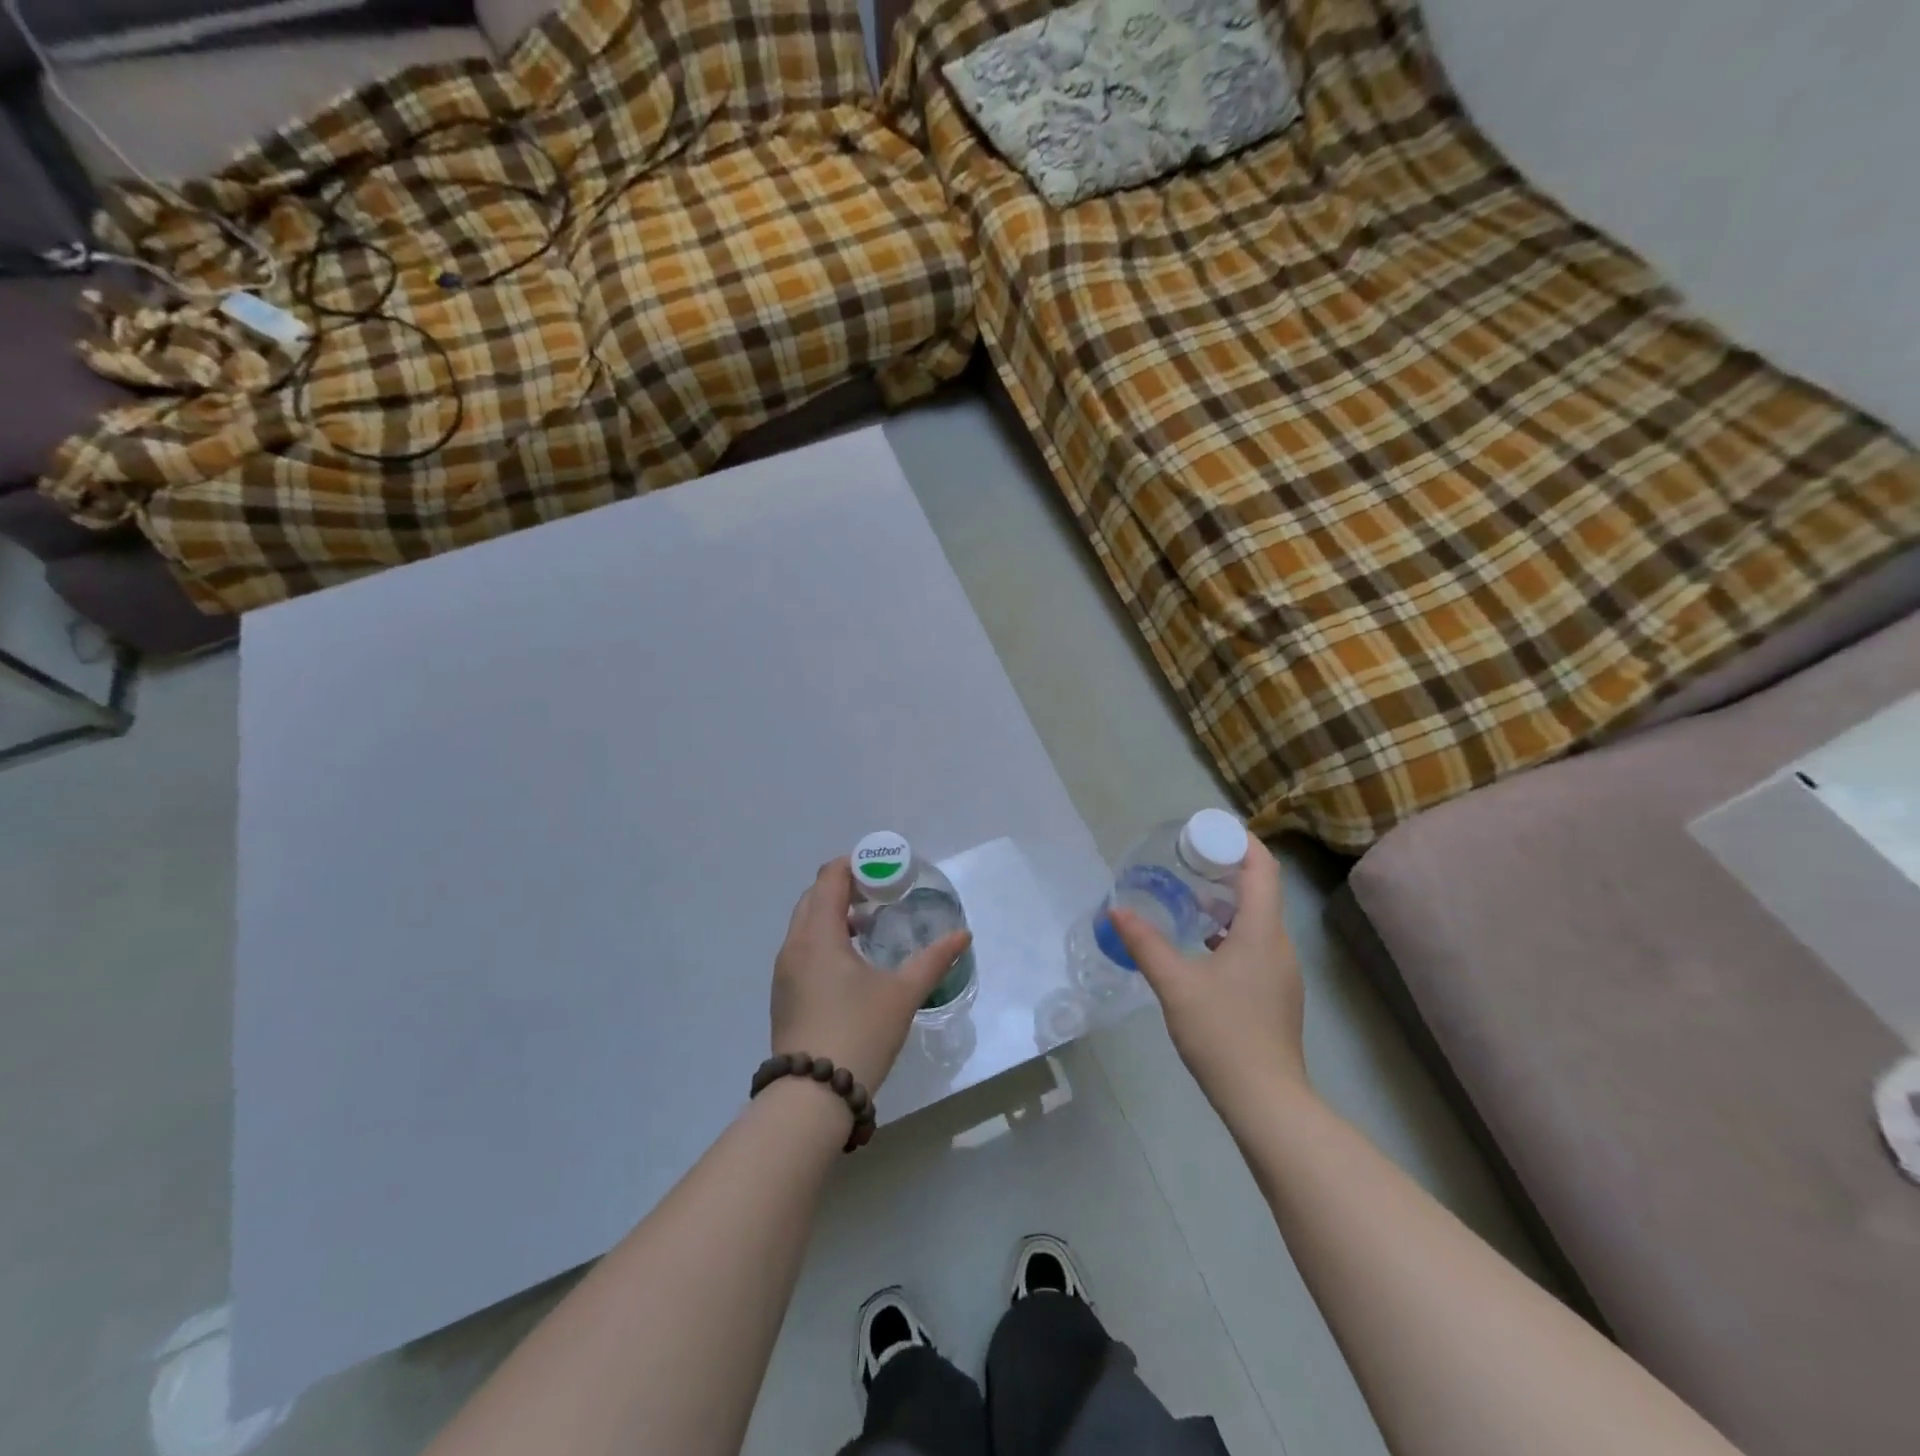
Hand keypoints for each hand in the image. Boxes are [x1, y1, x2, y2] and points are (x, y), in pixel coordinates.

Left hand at [770, 859, 971, 1093]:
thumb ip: (933, 959)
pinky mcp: (784, 995)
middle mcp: (794, 946)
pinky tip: (851, 963)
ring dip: (833, 915)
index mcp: (818, 935)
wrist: (812, 1097)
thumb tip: (963, 936)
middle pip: (814, 897)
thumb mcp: (903, 994)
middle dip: (844, 888)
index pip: (829, 878)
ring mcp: (784, 972)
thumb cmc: (859, 1032)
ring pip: (805, 925)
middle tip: (880, 895)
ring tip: (869, 926)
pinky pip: (802, 949)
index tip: (883, 870)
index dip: (854, 865)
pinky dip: (824, 939)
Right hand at [1109, 836, 1307, 1112]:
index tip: (1207, 832)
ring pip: (1257, 919)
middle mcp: (1279, 945)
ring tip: (1186, 896)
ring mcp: (1281, 971)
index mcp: (1262, 932)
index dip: (1240, 842)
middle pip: (1260, 890)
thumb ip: (1145, 943)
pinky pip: (1255, 944)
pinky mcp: (1275, 992)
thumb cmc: (1223, 1033)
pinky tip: (1199, 944)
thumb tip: (1116, 909)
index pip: (1263, 869)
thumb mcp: (1175, 984)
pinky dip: (1230, 930)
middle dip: (1225, 868)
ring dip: (1226, 902)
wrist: (1265, 1100)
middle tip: (1186, 860)